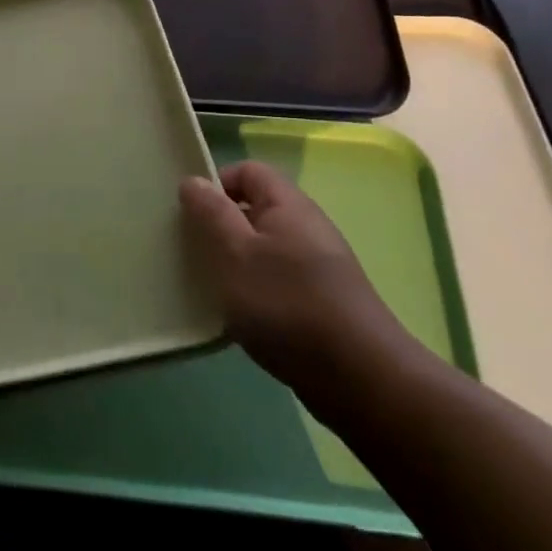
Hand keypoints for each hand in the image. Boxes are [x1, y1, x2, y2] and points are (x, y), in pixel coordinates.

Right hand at [180, 162, 414, 413]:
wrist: (360, 379)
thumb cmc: (288, 305)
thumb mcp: (236, 254)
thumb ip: (212, 214)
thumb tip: (193, 180)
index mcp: (288, 205)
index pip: (248, 171)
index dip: (217, 184)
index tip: (191, 214)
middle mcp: (307, 227)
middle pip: (255, 211)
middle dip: (221, 228)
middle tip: (194, 253)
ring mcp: (318, 267)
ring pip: (264, 250)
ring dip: (236, 265)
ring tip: (213, 290)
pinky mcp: (322, 303)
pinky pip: (278, 282)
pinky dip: (256, 294)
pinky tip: (243, 321)